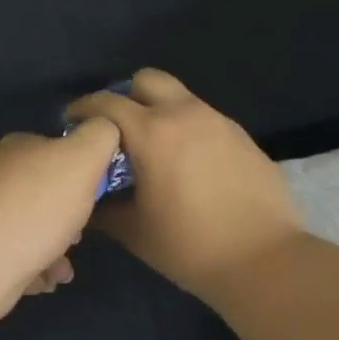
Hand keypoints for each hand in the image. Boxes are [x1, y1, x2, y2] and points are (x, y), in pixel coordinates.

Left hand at [0, 122, 122, 323]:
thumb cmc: (35, 209)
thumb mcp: (83, 160)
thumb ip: (100, 136)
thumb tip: (103, 126)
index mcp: (15, 146)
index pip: (53, 149)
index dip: (80, 173)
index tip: (93, 199)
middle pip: (41, 190)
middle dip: (65, 216)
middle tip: (79, 236)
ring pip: (27, 226)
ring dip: (52, 247)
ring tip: (62, 270)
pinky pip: (10, 254)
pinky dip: (31, 267)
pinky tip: (42, 281)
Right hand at [68, 70, 305, 300]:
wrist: (265, 260)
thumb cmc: (190, 246)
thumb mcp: (135, 231)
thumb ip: (104, 209)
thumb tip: (88, 200)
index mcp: (151, 132)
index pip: (106, 102)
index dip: (83, 108)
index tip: (73, 124)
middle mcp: (184, 114)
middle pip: (147, 79)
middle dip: (127, 96)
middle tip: (118, 129)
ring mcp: (217, 121)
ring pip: (179, 97)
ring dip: (160, 111)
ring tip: (155, 149)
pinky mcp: (241, 136)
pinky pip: (204, 119)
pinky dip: (188, 129)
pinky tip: (190, 165)